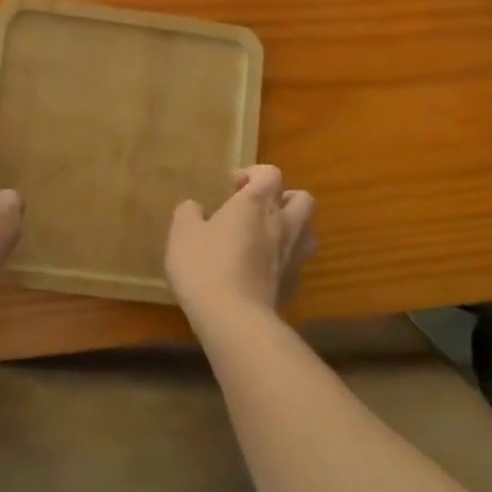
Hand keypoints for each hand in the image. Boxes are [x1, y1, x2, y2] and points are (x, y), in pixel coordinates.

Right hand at [165, 165, 315, 327]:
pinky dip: (285, 260)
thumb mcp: (183, 233)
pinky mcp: (294, 285)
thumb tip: (195, 207)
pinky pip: (297, 263)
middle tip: (258, 209)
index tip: (234, 187)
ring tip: (268, 237)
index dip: (254, 174)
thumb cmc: (205, 265)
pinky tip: (264, 271)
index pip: (270, 173)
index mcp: (256, 203)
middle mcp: (281, 223)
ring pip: (309, 230)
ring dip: (293, 227)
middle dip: (283, 198)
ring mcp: (292, 255)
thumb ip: (189, 213)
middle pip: (302, 198)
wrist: (234, 318)